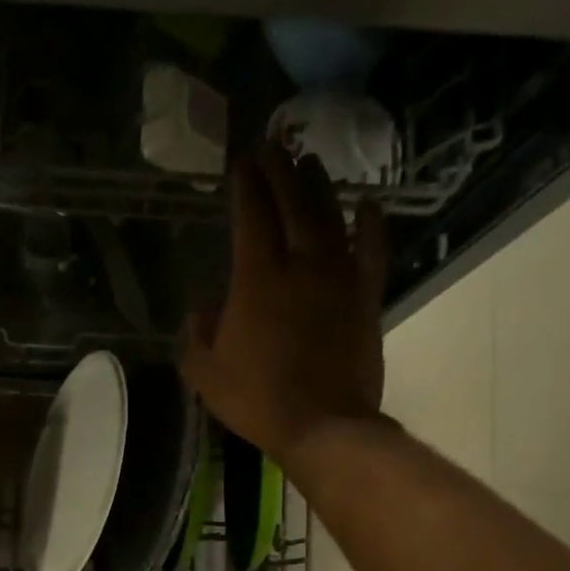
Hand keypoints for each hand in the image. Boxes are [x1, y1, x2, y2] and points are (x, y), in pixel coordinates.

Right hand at [182, 146, 387, 465]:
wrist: (322, 425)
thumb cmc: (256, 400)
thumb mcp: (205, 373)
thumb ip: (197, 335)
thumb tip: (204, 309)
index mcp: (257, 279)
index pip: (252, 216)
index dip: (246, 184)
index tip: (241, 159)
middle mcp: (300, 265)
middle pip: (292, 204)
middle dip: (280, 171)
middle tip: (273, 145)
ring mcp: (338, 278)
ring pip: (331, 217)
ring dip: (319, 186)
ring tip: (310, 162)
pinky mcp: (365, 296)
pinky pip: (372, 249)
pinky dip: (371, 224)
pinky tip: (368, 204)